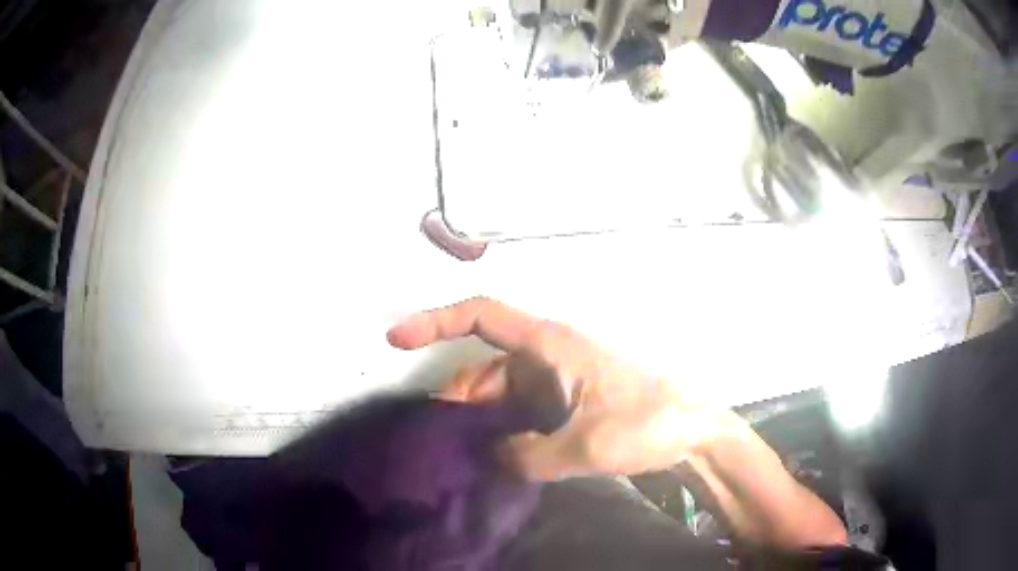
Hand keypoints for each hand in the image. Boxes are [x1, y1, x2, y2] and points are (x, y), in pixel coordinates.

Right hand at [387, 297, 727, 480]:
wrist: (694, 431)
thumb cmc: (647, 423)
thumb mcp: (585, 446)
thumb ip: (529, 455)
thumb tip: (495, 456)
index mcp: (552, 345)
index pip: (483, 316)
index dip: (435, 321)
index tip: (396, 338)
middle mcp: (550, 354)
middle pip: (486, 365)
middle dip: (458, 397)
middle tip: (435, 438)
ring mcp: (560, 377)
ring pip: (502, 390)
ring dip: (481, 417)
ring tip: (462, 453)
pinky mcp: (570, 398)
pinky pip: (522, 406)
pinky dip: (504, 426)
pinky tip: (496, 454)